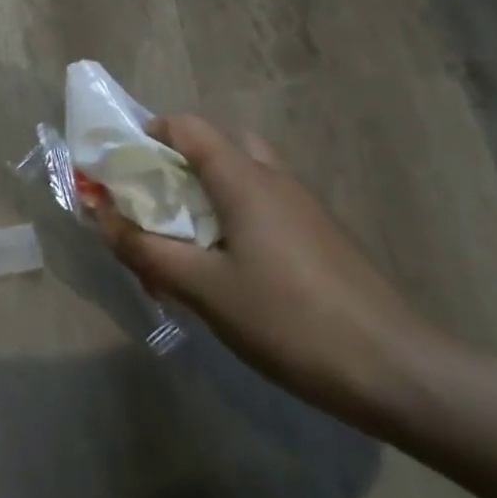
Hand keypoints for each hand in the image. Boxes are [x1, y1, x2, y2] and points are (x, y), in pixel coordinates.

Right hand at [94, 116, 444, 430]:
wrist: (396, 371)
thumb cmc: (288, 319)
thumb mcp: (203, 288)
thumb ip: (145, 250)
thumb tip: (100, 216)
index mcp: (244, 179)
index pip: (187, 127)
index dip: (147, 135)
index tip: (120, 168)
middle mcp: (275, 179)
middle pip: (218, 146)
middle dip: (177, 165)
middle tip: (154, 204)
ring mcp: (304, 207)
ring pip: (244, 177)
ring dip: (207, 193)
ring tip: (185, 240)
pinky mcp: (320, 237)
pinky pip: (264, 207)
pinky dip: (234, 218)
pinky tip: (228, 270)